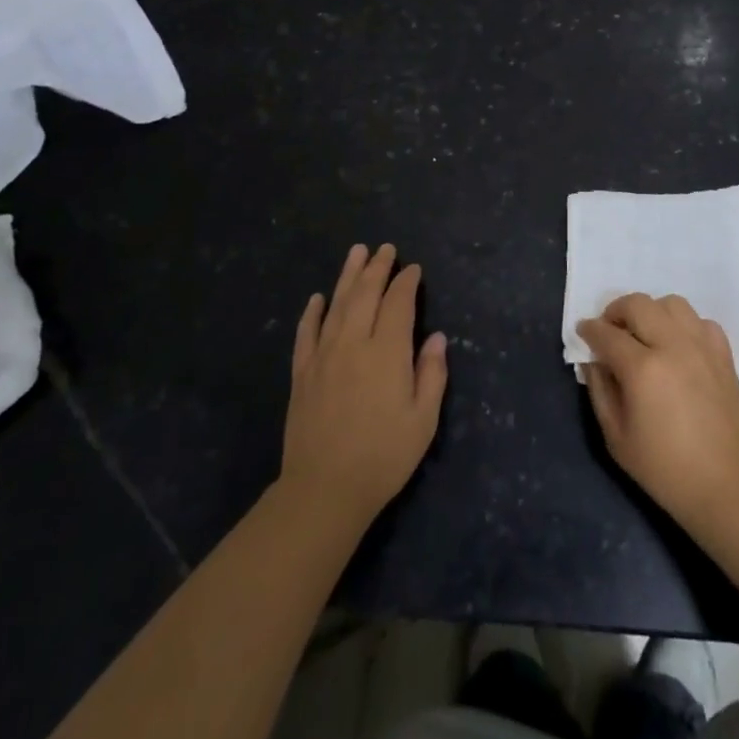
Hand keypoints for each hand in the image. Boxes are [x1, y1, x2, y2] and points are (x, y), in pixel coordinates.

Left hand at [281, 244, 447, 528]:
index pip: (398, 304)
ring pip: (337, 304)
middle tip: (385, 248)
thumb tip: (436, 338)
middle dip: (377, 268)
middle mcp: (354, 343)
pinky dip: (312, 312)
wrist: (324, 489)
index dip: (406, 283)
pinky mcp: (302, 372)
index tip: (413, 269)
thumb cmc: (383, 457)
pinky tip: (317, 297)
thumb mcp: (423, 421)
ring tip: (356, 252)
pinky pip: (306, 332)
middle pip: (366, 294)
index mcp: (387, 353)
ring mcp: (324, 355)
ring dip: (348, 276)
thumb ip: (432, 375)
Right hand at [576, 293, 738, 535]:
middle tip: (610, 330)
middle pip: (639, 304)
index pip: (607, 333)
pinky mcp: (724, 356)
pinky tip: (679, 346)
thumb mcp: (616, 437)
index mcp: (643, 369)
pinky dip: (685, 325)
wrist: (726, 488)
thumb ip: (600, 390)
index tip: (583, 331)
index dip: (590, 329)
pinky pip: (701, 321)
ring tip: (646, 333)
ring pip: (672, 303)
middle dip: (616, 310)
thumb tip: (592, 360)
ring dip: (652, 311)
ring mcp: (702, 347)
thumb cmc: (664, 469)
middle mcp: (673, 346)